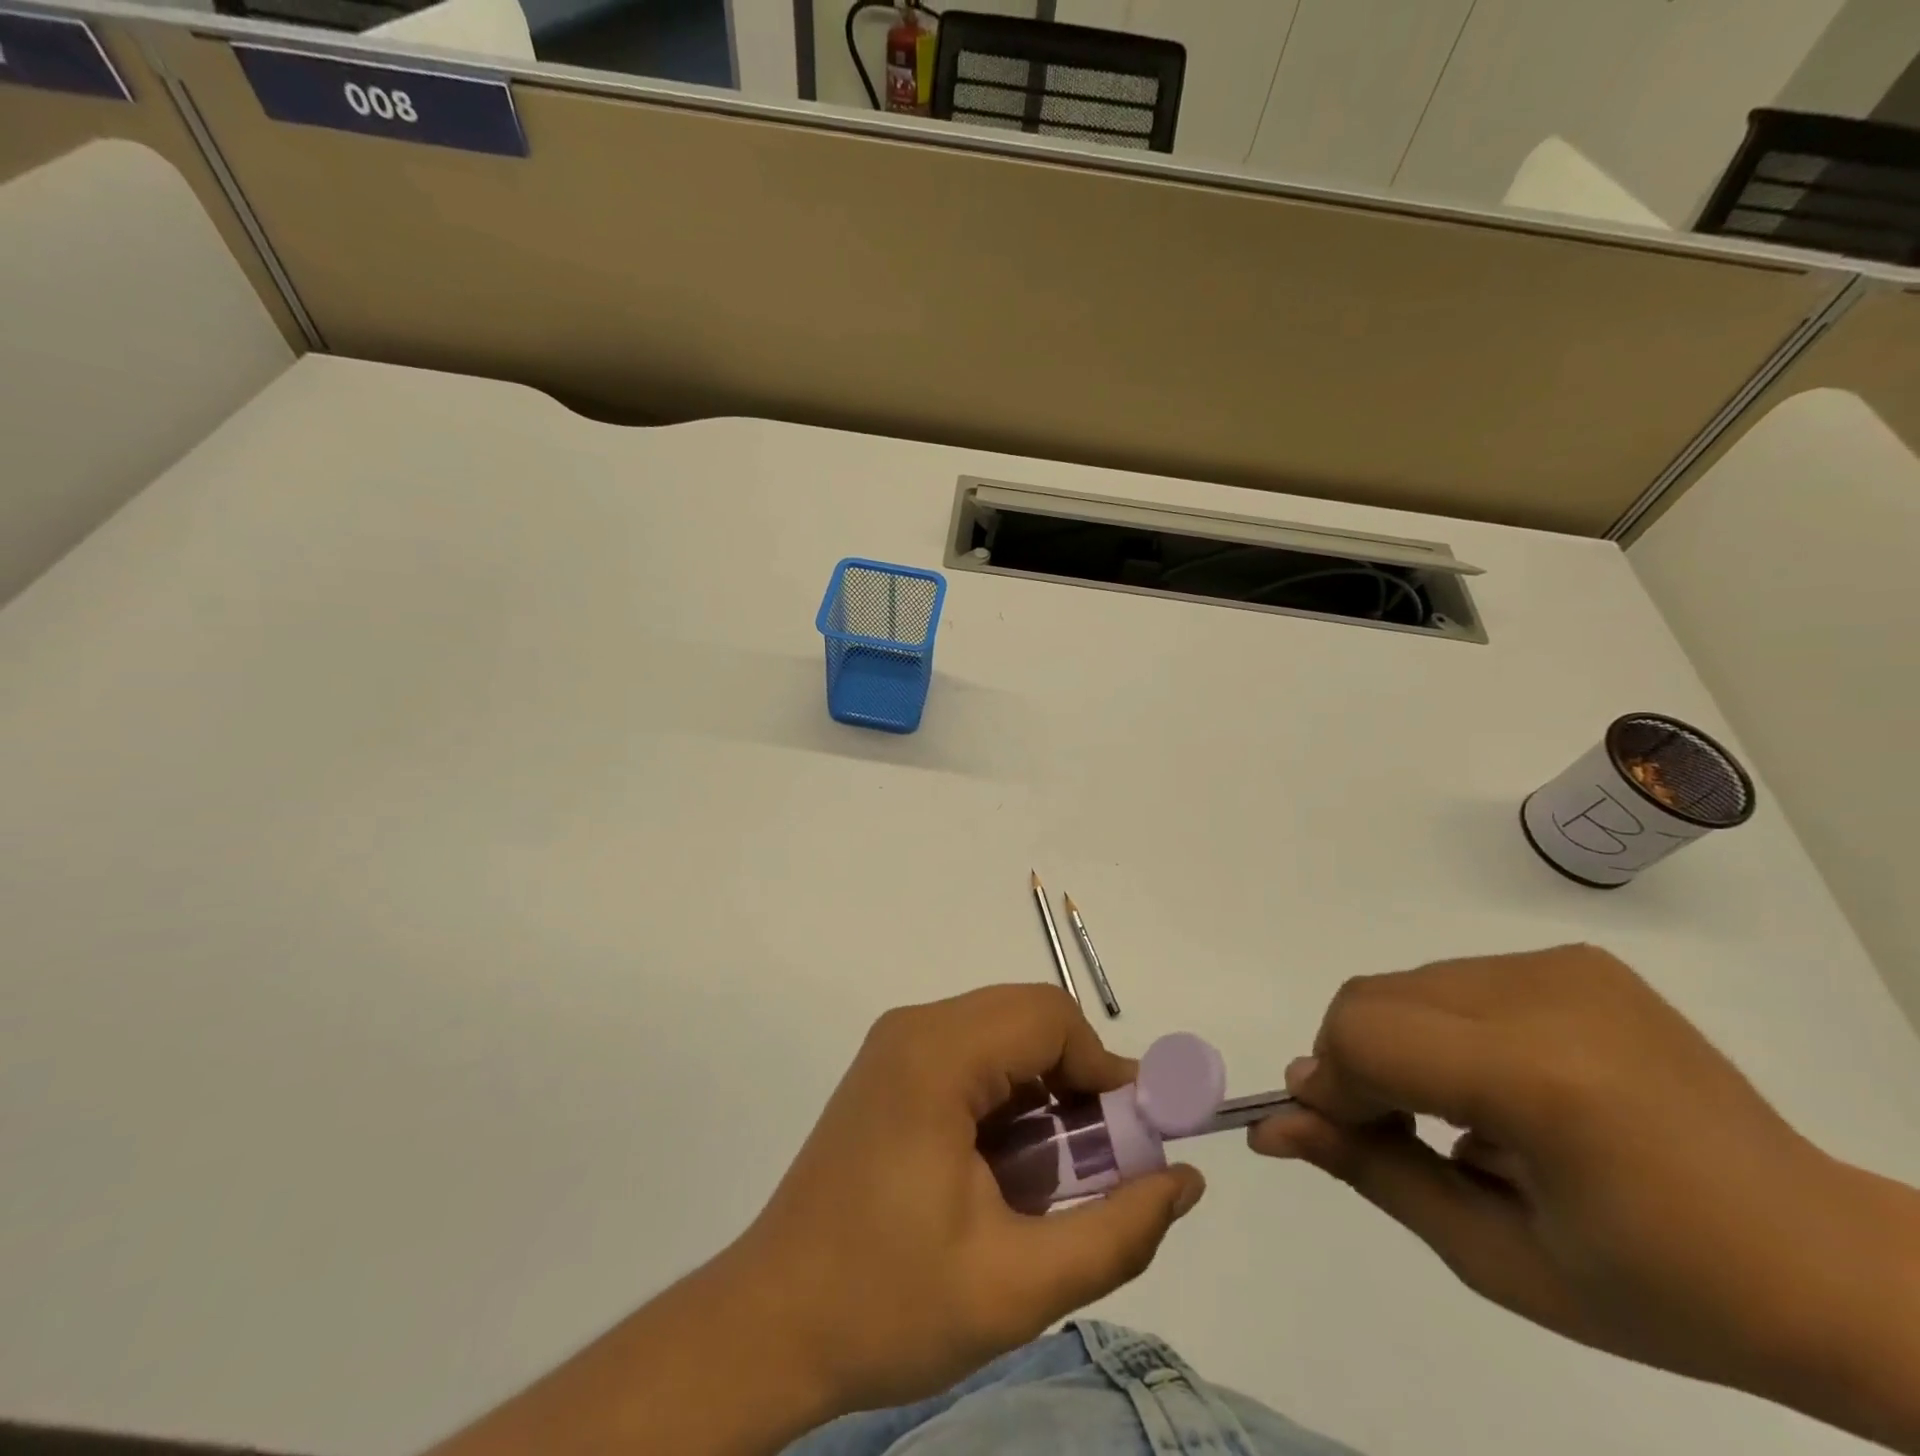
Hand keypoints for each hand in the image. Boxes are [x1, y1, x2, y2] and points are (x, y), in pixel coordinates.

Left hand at [733, 984, 1204, 1413]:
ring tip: (1051, 1175)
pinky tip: (1004, 1166)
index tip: (1130, 1141)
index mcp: (937, 1055)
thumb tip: (1184, 1179)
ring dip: (1044, 1090)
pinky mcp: (889, 1069)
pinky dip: (1008, 1095)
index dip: (1104, 1069)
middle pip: (1027, 1017)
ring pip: (1002, 1034)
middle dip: (1077, 1080)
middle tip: (1096, 1163)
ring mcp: (896, 1044)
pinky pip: (971, 1054)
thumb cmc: (889, 1303)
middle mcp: (915, 1027)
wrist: (772, 1324)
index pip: (1050, 1017)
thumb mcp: (1018, 1286)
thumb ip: (1116, 1231)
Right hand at [1249, 946, 1919, 1444]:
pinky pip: (1455, 981)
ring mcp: (1565, 968)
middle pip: (1373, 999)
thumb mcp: (1498, 1258)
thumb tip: (1273, 1125)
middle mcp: (1547, 996)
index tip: (1340, 1136)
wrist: (1832, 1267)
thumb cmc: (1666, 1292)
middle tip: (1393, 1133)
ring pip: (1407, 987)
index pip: (1366, 1039)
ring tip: (1455, 1114)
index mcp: (1542, 1080)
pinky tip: (1496, 1085)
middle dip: (1353, 1062)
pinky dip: (1440, 1028)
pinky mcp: (1576, 961)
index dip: (1331, 1086)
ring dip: (1397, 1044)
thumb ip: (1373, 1173)